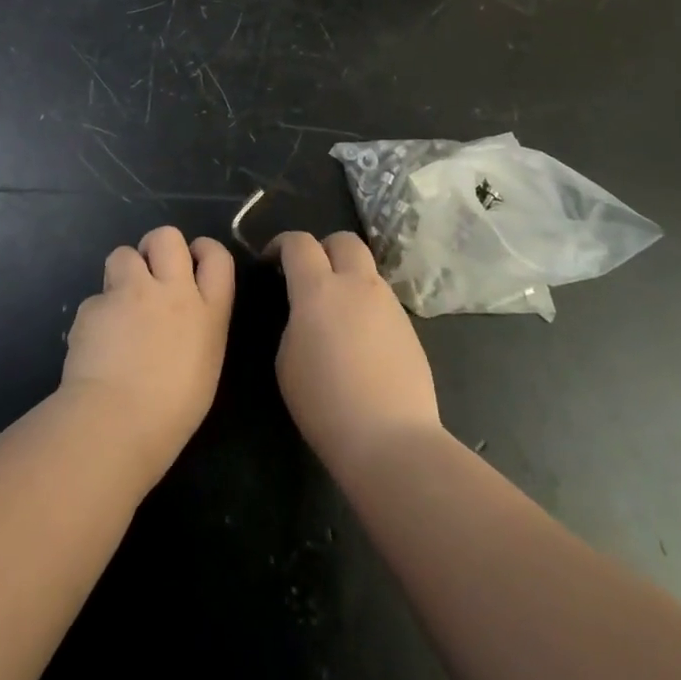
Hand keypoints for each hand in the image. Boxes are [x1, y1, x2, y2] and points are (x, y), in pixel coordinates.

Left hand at [61, 226, 234, 484]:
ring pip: (123, 253)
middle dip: (157, 247)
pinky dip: (98, 314)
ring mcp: (130, 293)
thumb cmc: (172, 412)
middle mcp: (171, 291)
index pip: (217, 256)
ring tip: (119, 304)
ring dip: (122, 272)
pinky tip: (96, 342)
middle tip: (150, 273)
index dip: (204, 250)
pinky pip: (96, 297)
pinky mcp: (94, 304)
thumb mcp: (204, 365)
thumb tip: (180, 319)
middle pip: (167, 236)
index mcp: (208, 312)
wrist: (116, 421)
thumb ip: (197, 328)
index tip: (193, 259)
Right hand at [273, 231, 440, 478]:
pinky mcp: (409, 327)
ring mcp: (389, 304)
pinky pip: (382, 299)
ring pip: (367, 269)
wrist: (390, 439)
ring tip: (335, 312)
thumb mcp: (286, 359)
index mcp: (318, 289)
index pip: (299, 243)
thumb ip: (293, 321)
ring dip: (347, 276)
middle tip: (309, 275)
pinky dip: (365, 304)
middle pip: (343, 240)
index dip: (281, 244)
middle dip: (323, 248)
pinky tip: (359, 339)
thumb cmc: (324, 403)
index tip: (271, 262)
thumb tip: (304, 311)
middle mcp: (357, 285)